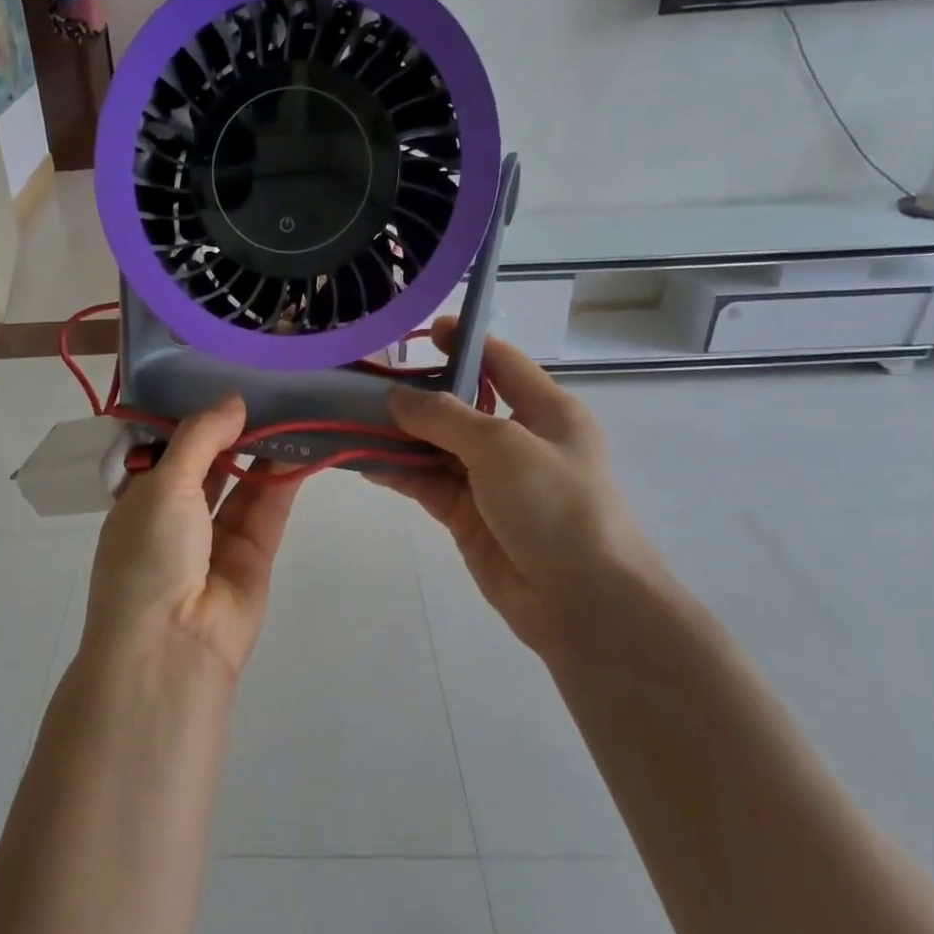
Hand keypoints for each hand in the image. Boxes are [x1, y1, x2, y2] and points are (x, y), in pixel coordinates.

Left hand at [82, 396, 303, 681]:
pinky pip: (267, 509)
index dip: (196, 418)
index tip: (225, 379)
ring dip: (263, 452)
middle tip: (267, 389)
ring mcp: (215, 539)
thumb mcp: (164, 484)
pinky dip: (282, 480)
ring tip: (291, 410)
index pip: (170, 449)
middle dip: (234, 432)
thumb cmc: (149, 555)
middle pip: (210, 464)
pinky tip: (301, 445)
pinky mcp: (253, 558)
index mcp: (140, 499)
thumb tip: (233, 400)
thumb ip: (201, 438)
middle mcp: (176, 517)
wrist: (171, 647)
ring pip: (243, 485)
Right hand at [373, 320, 657, 654]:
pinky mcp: (469, 516)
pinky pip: (427, 484)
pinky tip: (364, 462)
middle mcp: (518, 441)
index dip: (463, 343)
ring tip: (351, 419)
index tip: (421, 332)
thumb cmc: (555, 506)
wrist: (582, 601)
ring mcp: (491, 481)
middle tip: (365, 381)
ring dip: (398, 435)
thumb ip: (444, 416)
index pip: (500, 363)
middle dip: (416, 394)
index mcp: (546, 411)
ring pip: (436, 447)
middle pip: (460, 406)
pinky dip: (398, 472)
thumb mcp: (502, 446)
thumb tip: (397, 397)